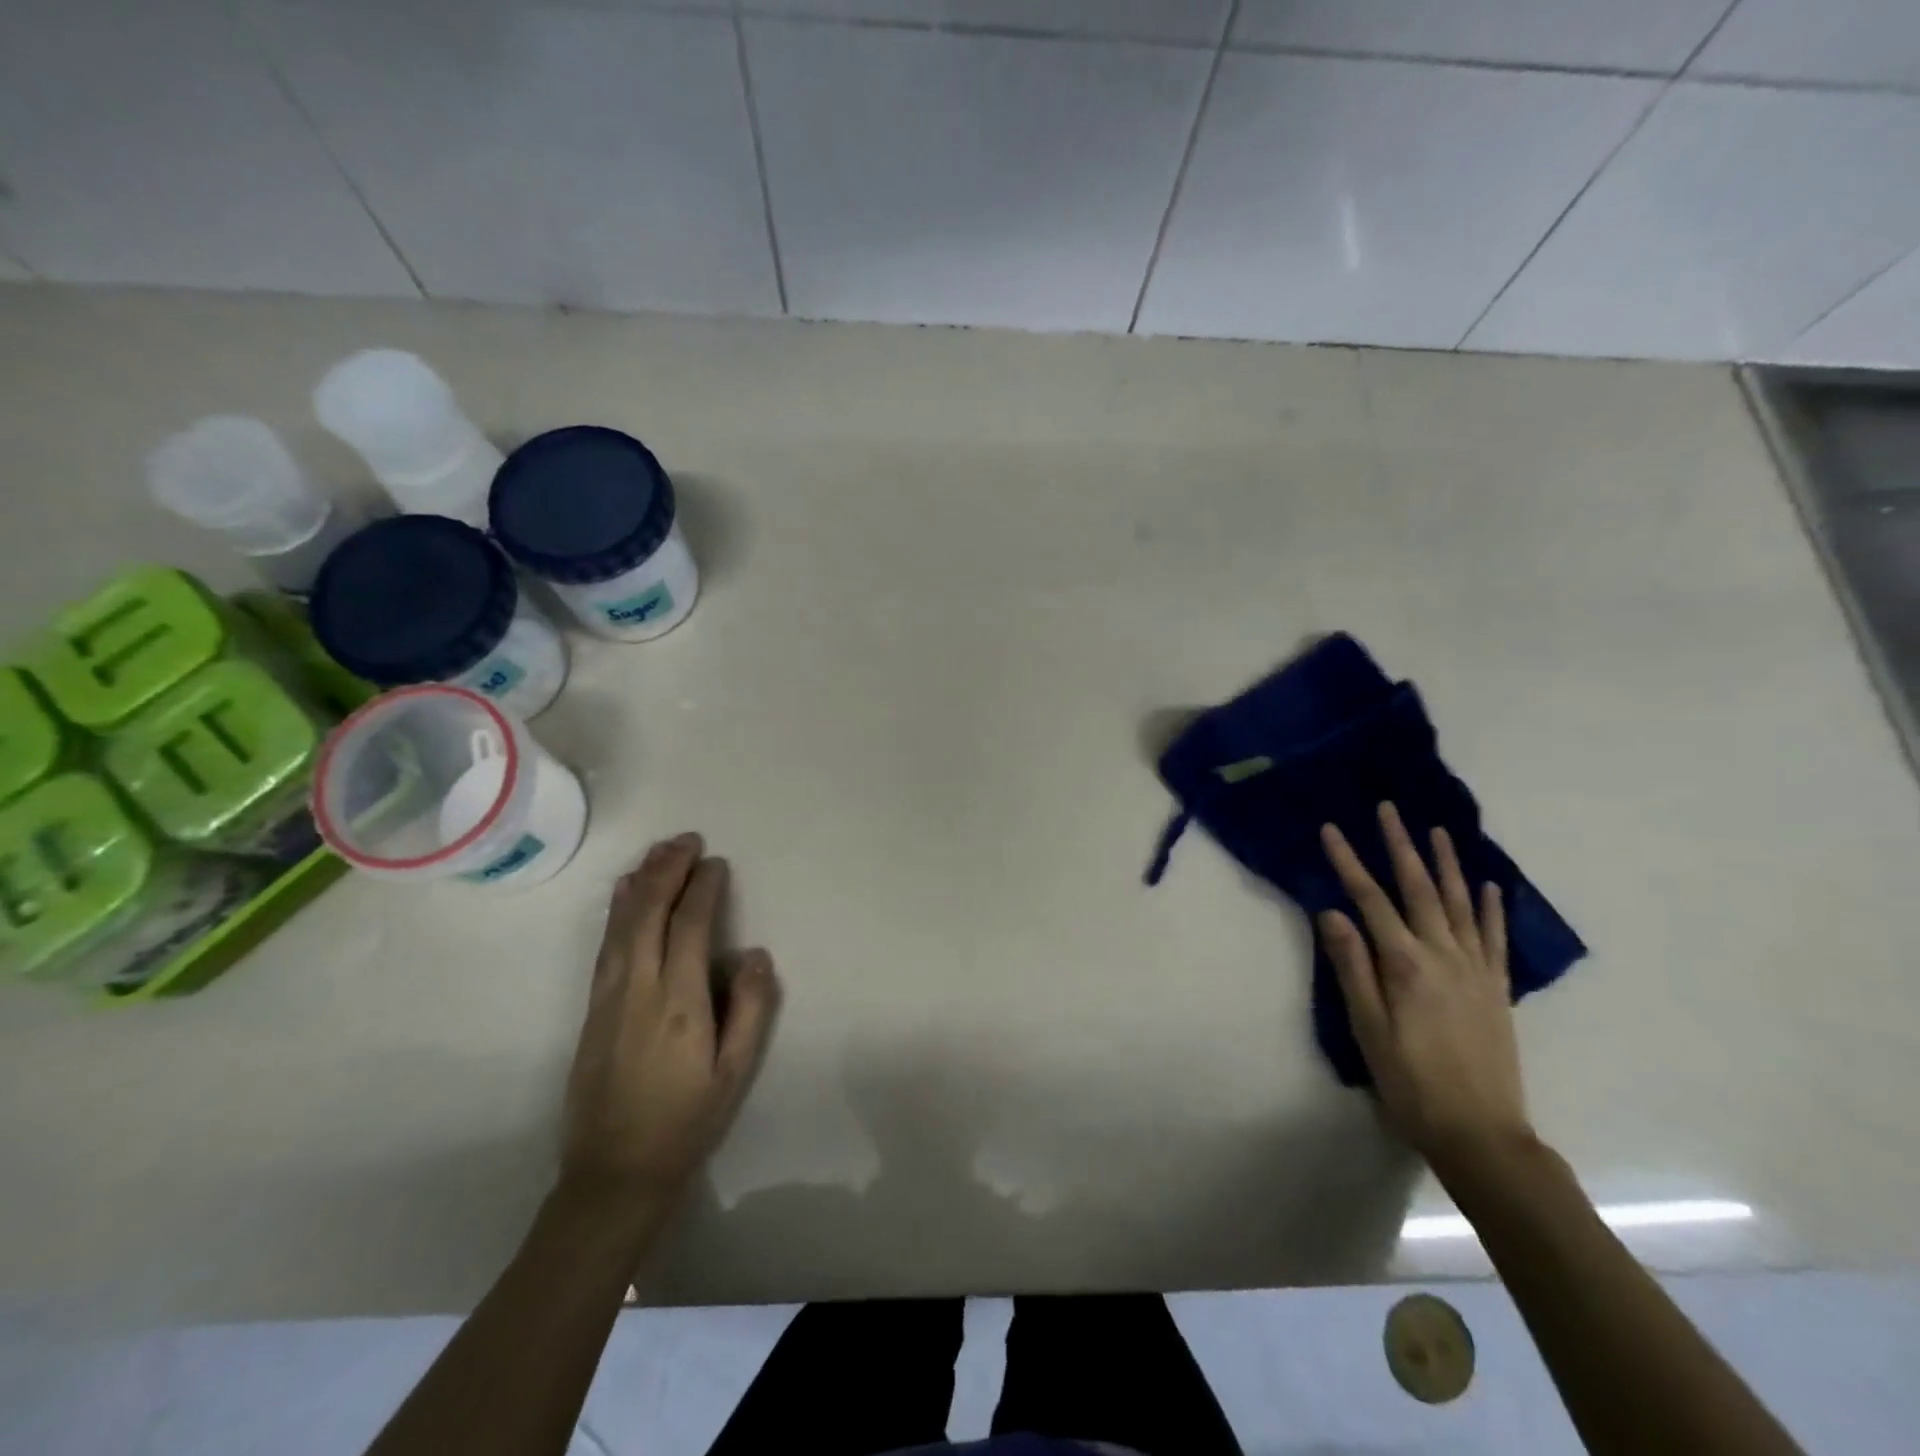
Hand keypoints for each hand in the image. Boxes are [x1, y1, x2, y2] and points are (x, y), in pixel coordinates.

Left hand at [560, 833, 779, 1211]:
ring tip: (658, 851)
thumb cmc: (686, 1121)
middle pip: (649, 913)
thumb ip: (750, 1009)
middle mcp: (638, 988)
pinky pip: (606, 944)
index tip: (716, 863)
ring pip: (621, 924)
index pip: (690, 926)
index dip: (703, 889)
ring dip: (641, 882)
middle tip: (687, 839)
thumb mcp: (735, 1072)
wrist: (613, 1173)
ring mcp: (608, 996)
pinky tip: (623, 893)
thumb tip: (754, 953)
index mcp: (678, 1002)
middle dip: (667, 870)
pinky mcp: (592, 1008)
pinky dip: (617, 910)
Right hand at [1319, 803, 1529, 1166]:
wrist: (1481, 1133)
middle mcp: (1444, 955)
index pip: (1370, 900)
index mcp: (1406, 964)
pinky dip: (1490, 907)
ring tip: (1437, 831)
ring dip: (1446, 864)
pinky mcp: (1496, 988)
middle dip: (1400, 846)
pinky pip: (1493, 937)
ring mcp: (1476, 970)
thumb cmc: (1410, 1081)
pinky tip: (1487, 886)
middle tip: (1389, 810)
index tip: (1331, 829)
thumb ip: (1353, 966)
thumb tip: (1332, 912)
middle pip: (1419, 889)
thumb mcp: (1367, 1027)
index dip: (1348, 862)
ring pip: (1459, 904)